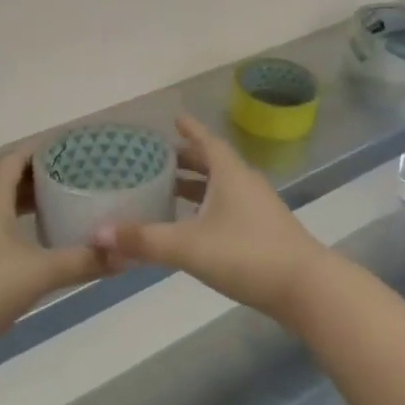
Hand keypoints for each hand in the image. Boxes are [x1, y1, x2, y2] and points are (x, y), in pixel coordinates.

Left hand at [0, 146, 108, 352]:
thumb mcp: (39, 272)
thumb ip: (81, 261)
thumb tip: (124, 256)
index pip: (16, 158)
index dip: (42, 150)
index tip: (72, 149)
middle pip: (6, 179)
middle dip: (38, 176)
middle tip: (73, 177)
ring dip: (24, 202)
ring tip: (57, 206)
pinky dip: (13, 225)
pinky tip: (31, 243)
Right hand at [94, 115, 334, 321]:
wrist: (306, 288)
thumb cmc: (246, 254)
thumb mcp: (189, 246)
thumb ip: (144, 240)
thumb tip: (98, 234)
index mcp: (229, 173)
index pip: (206, 141)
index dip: (189, 129)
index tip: (174, 117)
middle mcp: (245, 183)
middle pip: (213, 162)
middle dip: (187, 158)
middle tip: (159, 157)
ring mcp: (258, 207)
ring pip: (222, 186)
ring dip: (198, 184)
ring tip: (170, 190)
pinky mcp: (265, 231)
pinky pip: (230, 206)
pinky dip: (209, 206)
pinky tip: (195, 225)